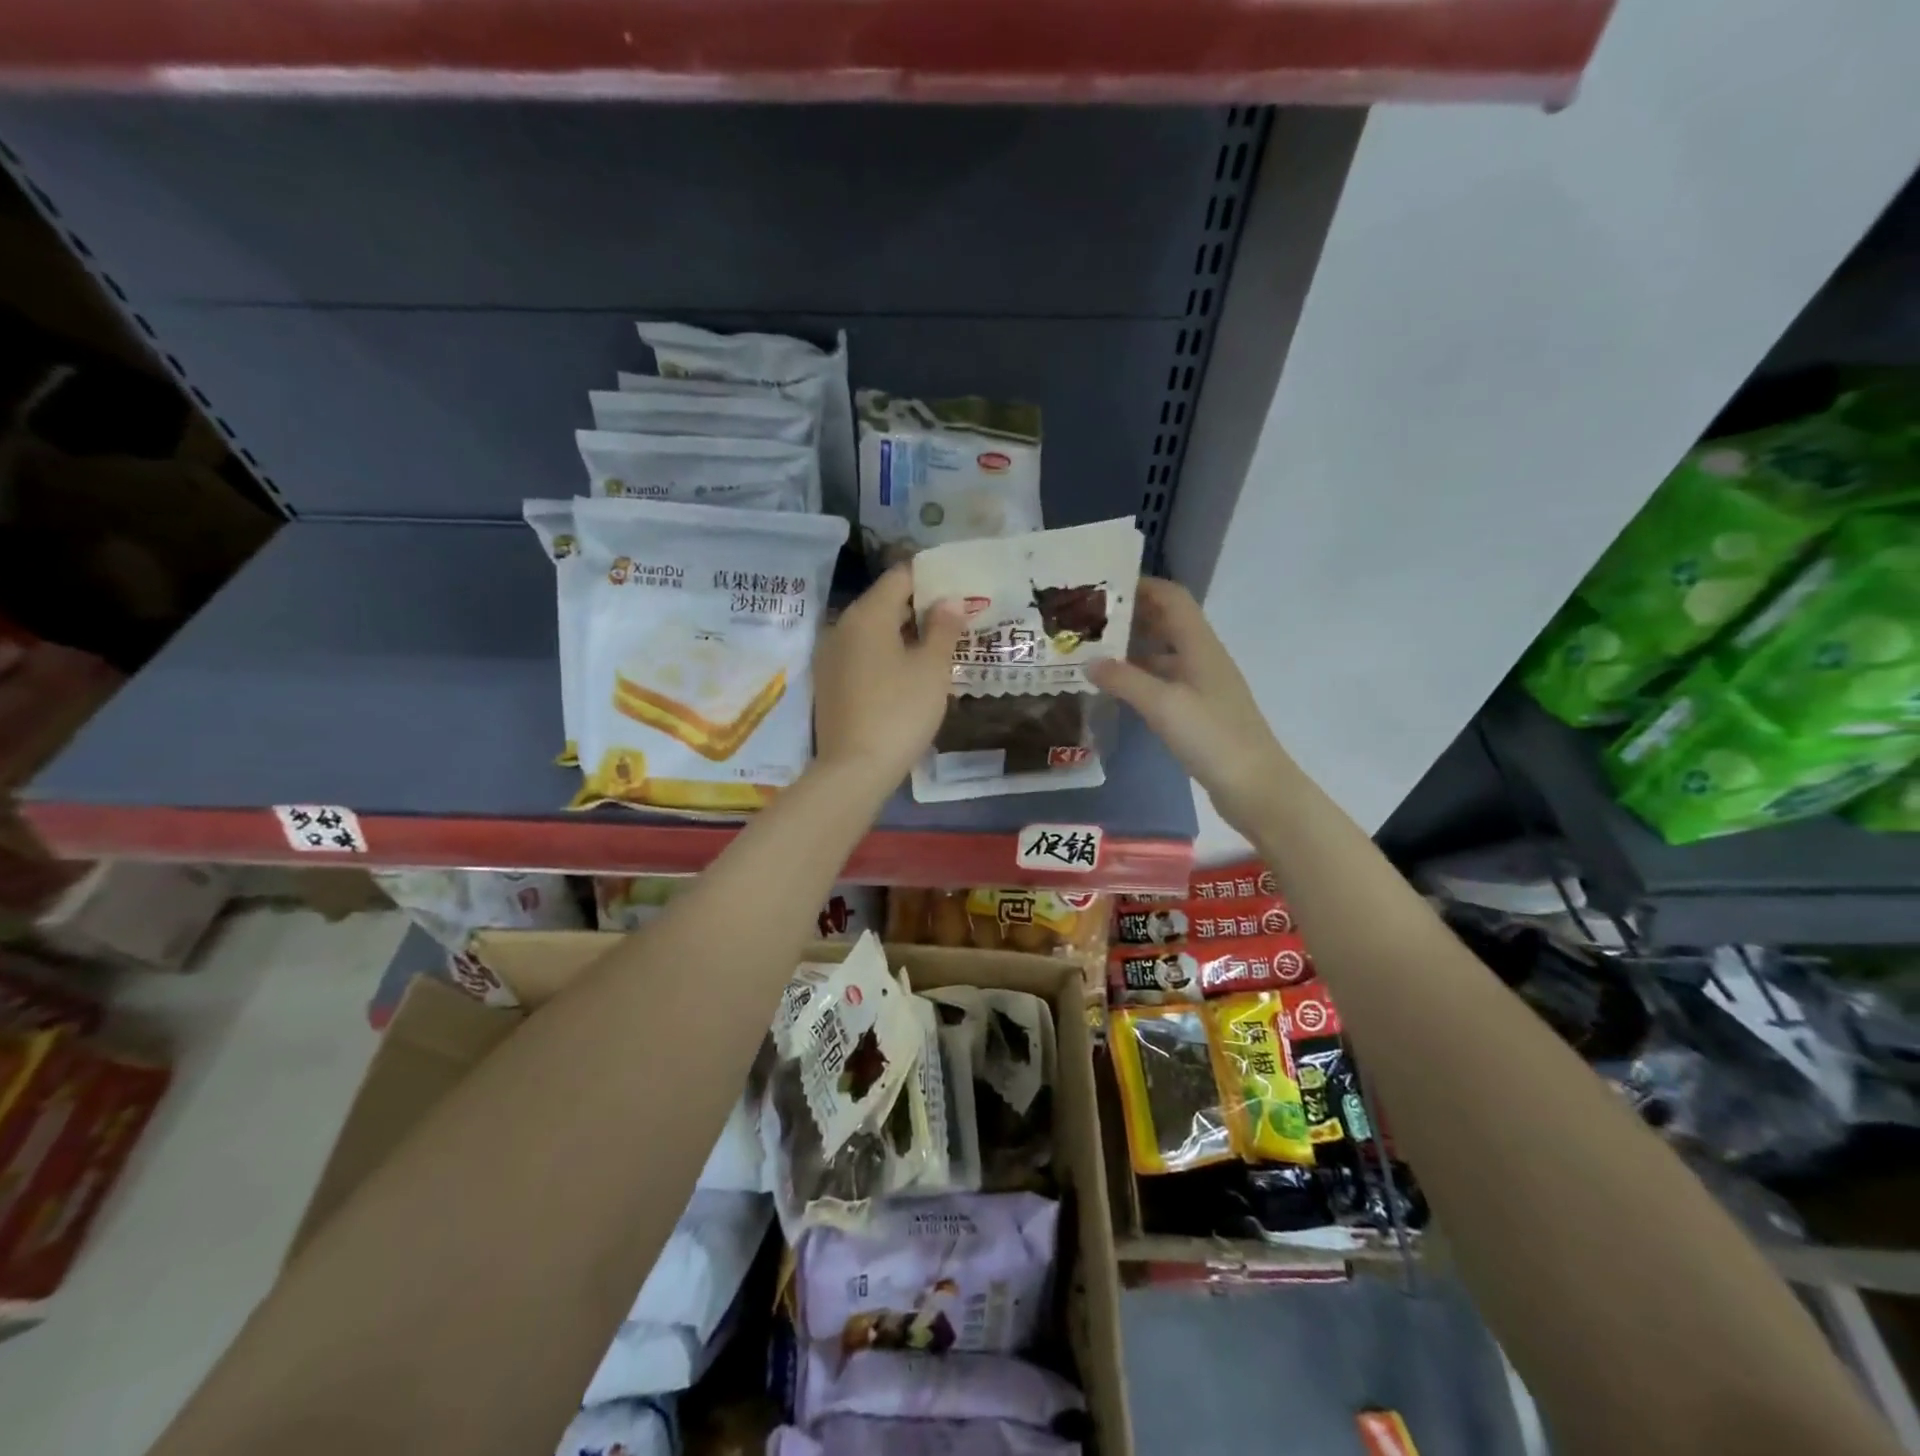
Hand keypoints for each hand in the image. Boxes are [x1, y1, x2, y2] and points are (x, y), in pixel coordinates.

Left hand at [812, 563, 966, 788]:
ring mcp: (830, 656)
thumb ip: (943, 628)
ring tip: (937, 646)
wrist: (854, 769)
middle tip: (955, 619)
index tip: (958, 588)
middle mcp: (841, 626)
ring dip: (903, 633)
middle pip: (884, 602)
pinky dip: (885, 654)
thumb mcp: (932, 669)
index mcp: (867, 614)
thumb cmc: (900, 712)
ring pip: (872, 630)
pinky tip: (908, 673)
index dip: (931, 578)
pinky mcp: (828, 682)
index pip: (900, 577)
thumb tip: (949, 600)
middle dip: (919, 607)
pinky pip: (861, 654)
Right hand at [1089, 577, 1292, 833]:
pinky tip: (1115, 687)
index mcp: (1199, 645)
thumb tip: (1088, 661)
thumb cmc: (1212, 737)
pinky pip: (1163, 680)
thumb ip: (1124, 680)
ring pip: (1163, 653)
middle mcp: (1202, 657)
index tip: (1103, 585)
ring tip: (1092, 650)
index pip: (1172, 597)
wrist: (1254, 785)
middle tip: (1088, 618)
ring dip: (1132, 647)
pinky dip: (1139, 676)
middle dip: (1130, 615)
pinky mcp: (1198, 710)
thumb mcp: (1163, 705)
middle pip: (1166, 622)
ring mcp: (1201, 685)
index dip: (1142, 585)